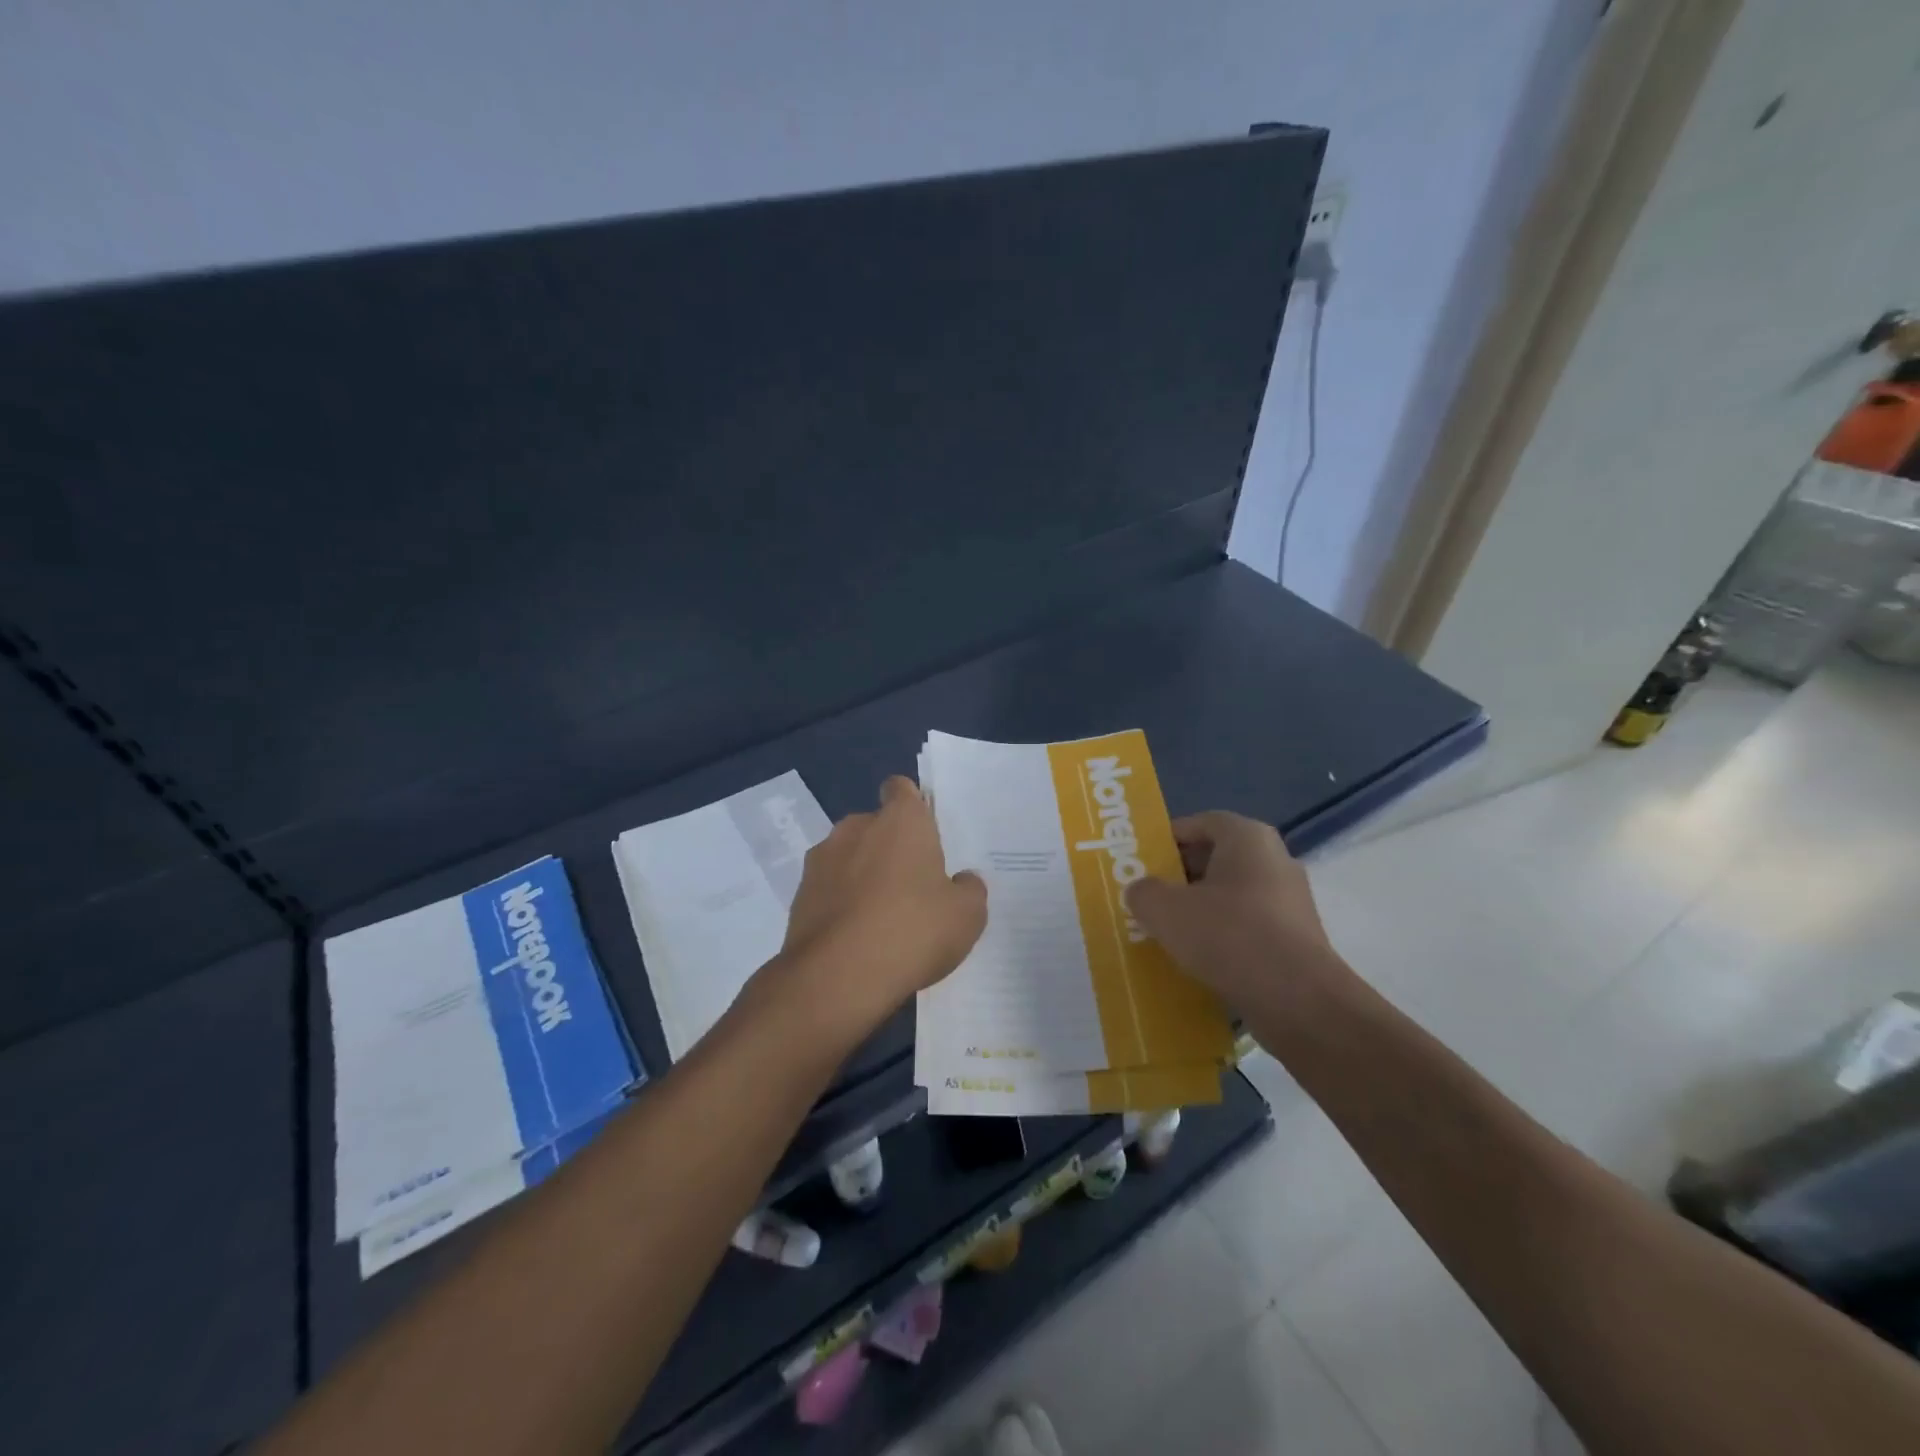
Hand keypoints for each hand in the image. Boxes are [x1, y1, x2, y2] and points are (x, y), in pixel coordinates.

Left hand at [771, 776, 987, 1041]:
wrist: (837, 978)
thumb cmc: (912, 931)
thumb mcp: (966, 916)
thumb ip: (969, 890)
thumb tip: (962, 881)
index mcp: (901, 820)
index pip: (901, 788)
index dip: (912, 806)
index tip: (924, 835)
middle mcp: (856, 827)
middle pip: (876, 826)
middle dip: (890, 848)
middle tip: (912, 887)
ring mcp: (821, 860)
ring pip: (848, 857)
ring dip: (862, 876)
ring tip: (881, 919)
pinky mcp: (798, 894)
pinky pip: (828, 889)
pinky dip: (840, 904)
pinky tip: (855, 939)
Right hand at [1123, 811, 1346, 1009]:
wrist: (1299, 1002)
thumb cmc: (1229, 936)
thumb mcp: (1164, 909)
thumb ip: (1143, 892)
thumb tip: (1142, 892)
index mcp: (1248, 838)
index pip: (1201, 823)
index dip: (1167, 839)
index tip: (1141, 861)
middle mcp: (1275, 860)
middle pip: (1216, 859)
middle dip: (1179, 876)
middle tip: (1147, 896)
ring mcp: (1290, 902)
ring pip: (1231, 896)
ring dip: (1199, 910)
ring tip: (1166, 931)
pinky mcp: (1296, 940)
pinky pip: (1248, 927)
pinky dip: (1222, 937)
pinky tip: (1197, 959)